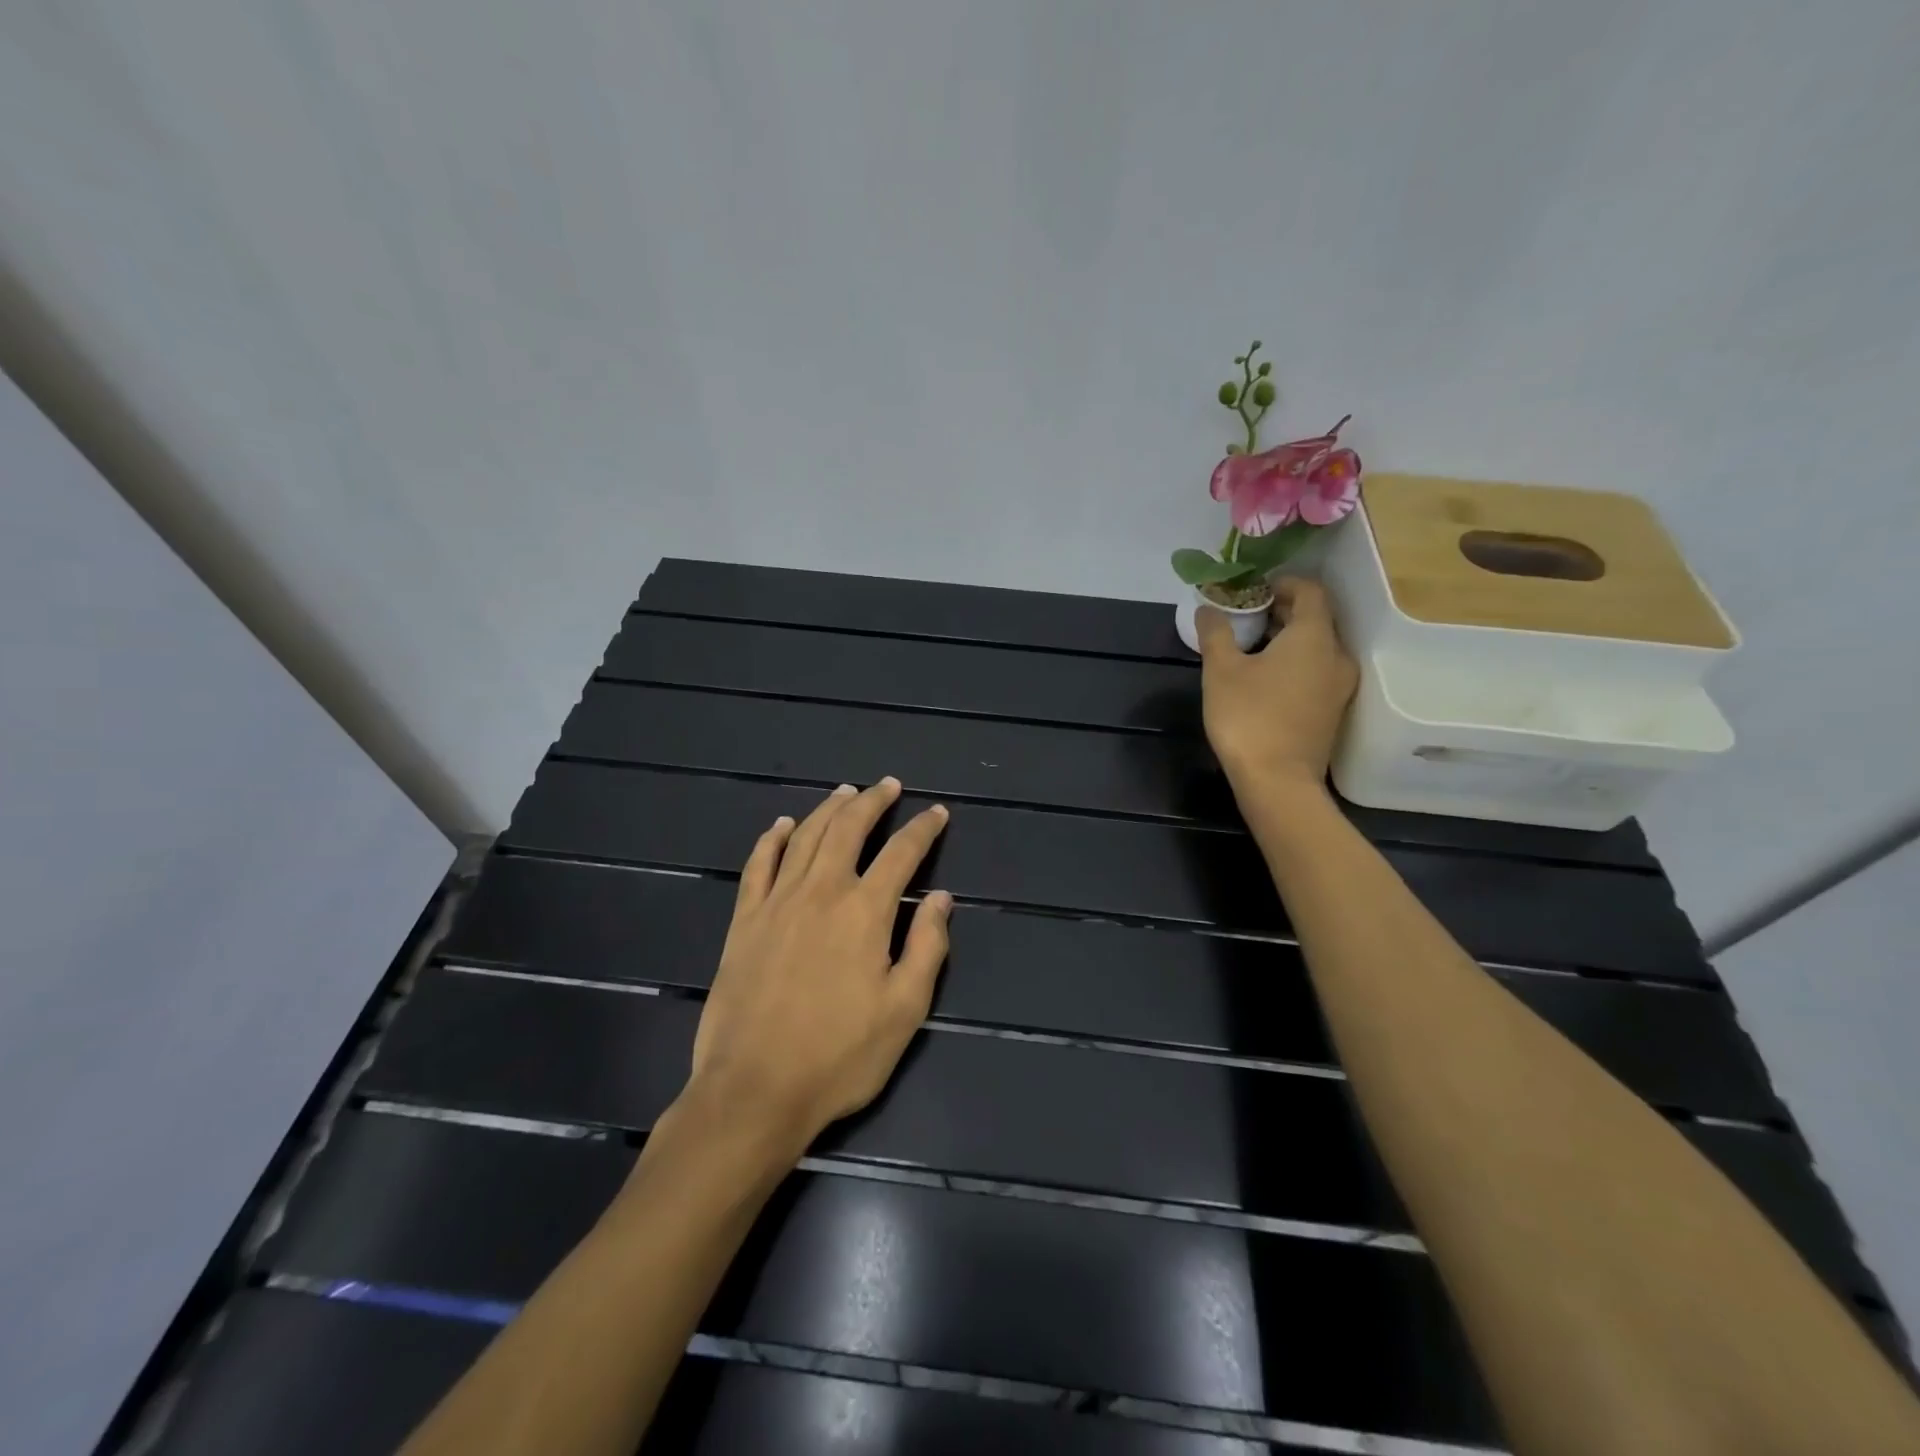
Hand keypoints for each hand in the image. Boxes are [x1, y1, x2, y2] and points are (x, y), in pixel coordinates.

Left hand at [684, 779, 951, 1152]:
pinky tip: (781, 825)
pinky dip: (771, 838)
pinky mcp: (744, 920)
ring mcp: (777, 902)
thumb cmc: (839, 1056)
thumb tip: (942, 898)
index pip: (901, 853)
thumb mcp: (904, 1010)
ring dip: (828, 808)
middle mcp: (821, 891)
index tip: (936, 813)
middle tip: (889, 786)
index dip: (923, 829)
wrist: (754, 1090)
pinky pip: (757, 864)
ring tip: (846, 792)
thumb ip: (927, 947)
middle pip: (849, 828)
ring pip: (805, 836)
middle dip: (873, 802)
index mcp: (865, 911)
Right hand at [1197, 576, 1357, 791]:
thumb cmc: (1248, 717)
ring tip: (1252, 646)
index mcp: (1314, 637)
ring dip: (1288, 639)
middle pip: (1316, 619)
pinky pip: (1317, 671)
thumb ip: (1216, 633)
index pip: (1310, 591)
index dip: (1283, 583)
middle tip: (1246, 616)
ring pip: (1317, 647)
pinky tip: (1265, 677)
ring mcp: (1340, 686)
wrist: (1278, 782)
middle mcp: (1336, 656)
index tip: (1253, 590)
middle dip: (1282, 611)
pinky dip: (1295, 663)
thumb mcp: (1221, 670)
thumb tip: (1208, 608)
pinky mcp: (1333, 711)